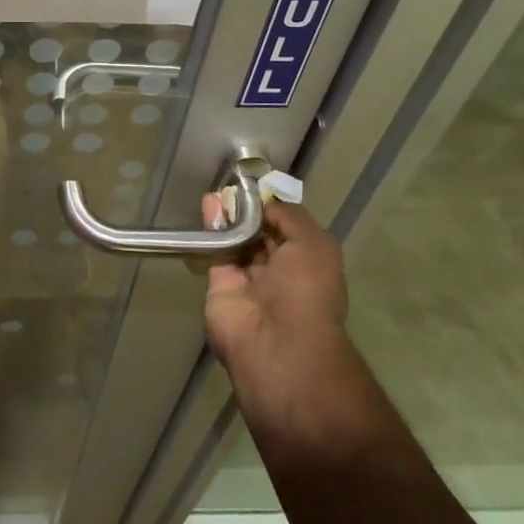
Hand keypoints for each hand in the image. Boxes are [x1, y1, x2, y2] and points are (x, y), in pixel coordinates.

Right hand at [205, 198, 350, 422]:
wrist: (274, 340)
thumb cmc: (306, 290)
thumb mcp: (314, 243)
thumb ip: (288, 215)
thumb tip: (264, 199)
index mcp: (309, 264)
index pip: (289, 228)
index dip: (274, 206)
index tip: (258, 182)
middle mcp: (280, 271)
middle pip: (260, 232)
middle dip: (249, 209)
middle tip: (234, 182)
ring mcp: (248, 278)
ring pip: (236, 238)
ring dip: (229, 213)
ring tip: (219, 188)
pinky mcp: (219, 282)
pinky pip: (215, 248)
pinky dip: (212, 226)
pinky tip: (209, 202)